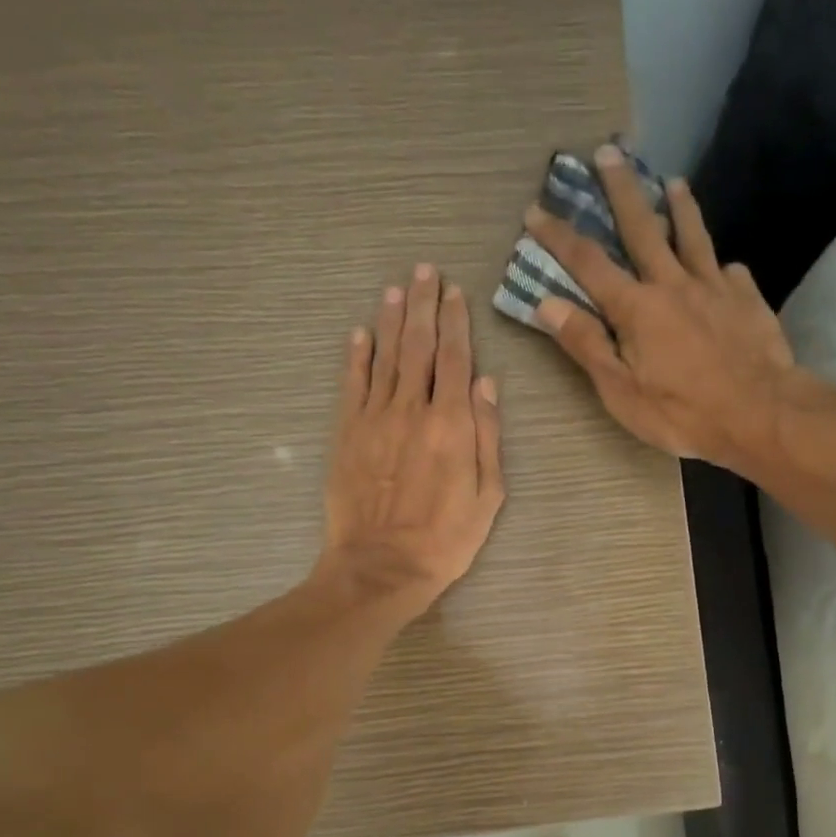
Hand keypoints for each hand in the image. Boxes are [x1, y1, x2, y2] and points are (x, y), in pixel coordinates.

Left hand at [318, 266, 503, 618]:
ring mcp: (375, 418)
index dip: (455, 322)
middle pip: (418, 345)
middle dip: (423, 305)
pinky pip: (352, 384)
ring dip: (390, 319)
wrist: (382, 566)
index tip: (455, 292)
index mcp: (453, 424)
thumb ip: (488, 436)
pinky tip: (359, 333)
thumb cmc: (446, 539)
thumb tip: (485, 383)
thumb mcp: (489, 496)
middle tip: (425, 270)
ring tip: (396, 288)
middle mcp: (413, 409)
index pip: (455, 358)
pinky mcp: (347, 433)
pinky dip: (356, 356)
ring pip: (384, 356)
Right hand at [524, 145, 804, 466]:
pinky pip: (730, 272)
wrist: (759, 414)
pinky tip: (725, 268)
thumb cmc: (682, 413)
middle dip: (621, 190)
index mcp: (636, 308)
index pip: (588, 263)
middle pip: (642, 228)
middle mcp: (673, 283)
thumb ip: (586, 345)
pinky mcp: (747, 298)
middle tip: (609, 152)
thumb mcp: (621, 392)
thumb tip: (547, 303)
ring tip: (673, 182)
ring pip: (693, 236)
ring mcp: (714, 286)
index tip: (536, 211)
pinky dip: (721, 267)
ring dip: (679, 207)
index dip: (559, 237)